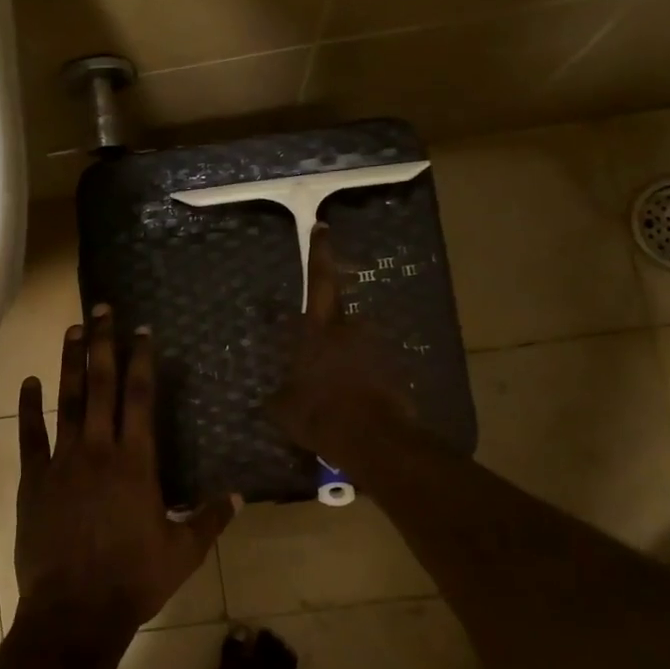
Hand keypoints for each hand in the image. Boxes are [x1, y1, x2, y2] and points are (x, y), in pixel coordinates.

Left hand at [14, 306, 239, 646]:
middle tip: (102, 309)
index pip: (140, 398)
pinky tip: (27, 382)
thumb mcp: (183, 552)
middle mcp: (98, 450)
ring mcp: (62, 462)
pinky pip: (30, 436)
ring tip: (72, 329)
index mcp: (136, 462)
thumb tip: (240, 496)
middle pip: (103, 386)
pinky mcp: (34, 480)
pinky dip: (28, 408)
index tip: (142, 330)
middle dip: (104, 344)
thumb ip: (210, 519)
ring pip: (67, 401)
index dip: (141, 360)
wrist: (75, 611)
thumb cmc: (133, 580)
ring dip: (70, 363)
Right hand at [270, 224, 417, 462]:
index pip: (319, 282)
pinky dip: (362, 382)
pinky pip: (372, 371)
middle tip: (316, 364)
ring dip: (346, 363)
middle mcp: (351, 330)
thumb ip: (279, 395)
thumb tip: (273, 397)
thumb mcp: (284, 409)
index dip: (320, 254)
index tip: (323, 227)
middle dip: (328, 338)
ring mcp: (377, 350)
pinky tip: (352, 406)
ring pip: (356, 348)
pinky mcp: (396, 372)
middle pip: (337, 321)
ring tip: (335, 394)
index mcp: (319, 330)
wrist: (375, 441)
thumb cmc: (321, 415)